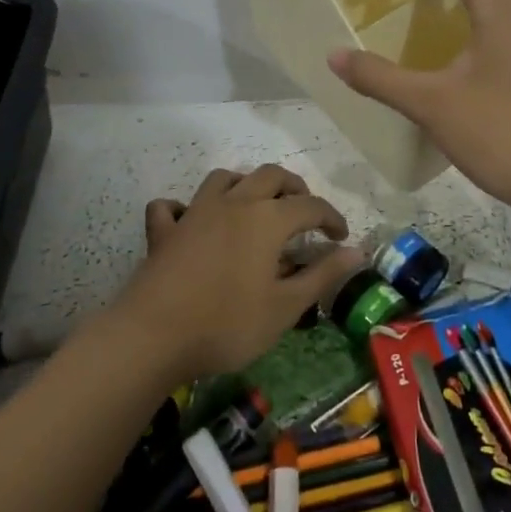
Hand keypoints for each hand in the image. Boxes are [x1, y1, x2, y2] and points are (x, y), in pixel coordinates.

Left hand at [112, 165, 363, 382]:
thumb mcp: (285, 307)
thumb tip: (357, 251)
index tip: (340, 237)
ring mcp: (195, 211)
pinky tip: (190, 221)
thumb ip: (322, 275)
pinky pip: (172, 206)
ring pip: (225, 178)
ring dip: (245, 185)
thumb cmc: (228, 324)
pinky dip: (184, 207)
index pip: (310, 205)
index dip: (331, 217)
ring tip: (255, 207)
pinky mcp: (164, 230)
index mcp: (268, 219)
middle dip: (293, 188)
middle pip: (270, 176)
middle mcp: (234, 202)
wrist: (153, 335)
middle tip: (304, 213)